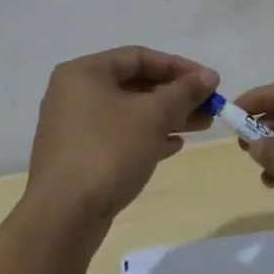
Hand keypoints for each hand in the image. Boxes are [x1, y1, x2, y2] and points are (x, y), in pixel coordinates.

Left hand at [24, 46, 217, 225]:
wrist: (64, 217)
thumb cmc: (108, 151)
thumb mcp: (153, 115)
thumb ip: (184, 91)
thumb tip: (209, 76)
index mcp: (84, 73)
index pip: (139, 57)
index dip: (178, 67)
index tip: (209, 82)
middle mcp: (75, 94)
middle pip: (135, 85)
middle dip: (176, 95)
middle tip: (209, 107)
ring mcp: (75, 127)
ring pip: (130, 112)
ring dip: (167, 116)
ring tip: (202, 125)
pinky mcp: (80, 157)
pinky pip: (120, 136)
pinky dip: (148, 136)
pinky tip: (174, 145)